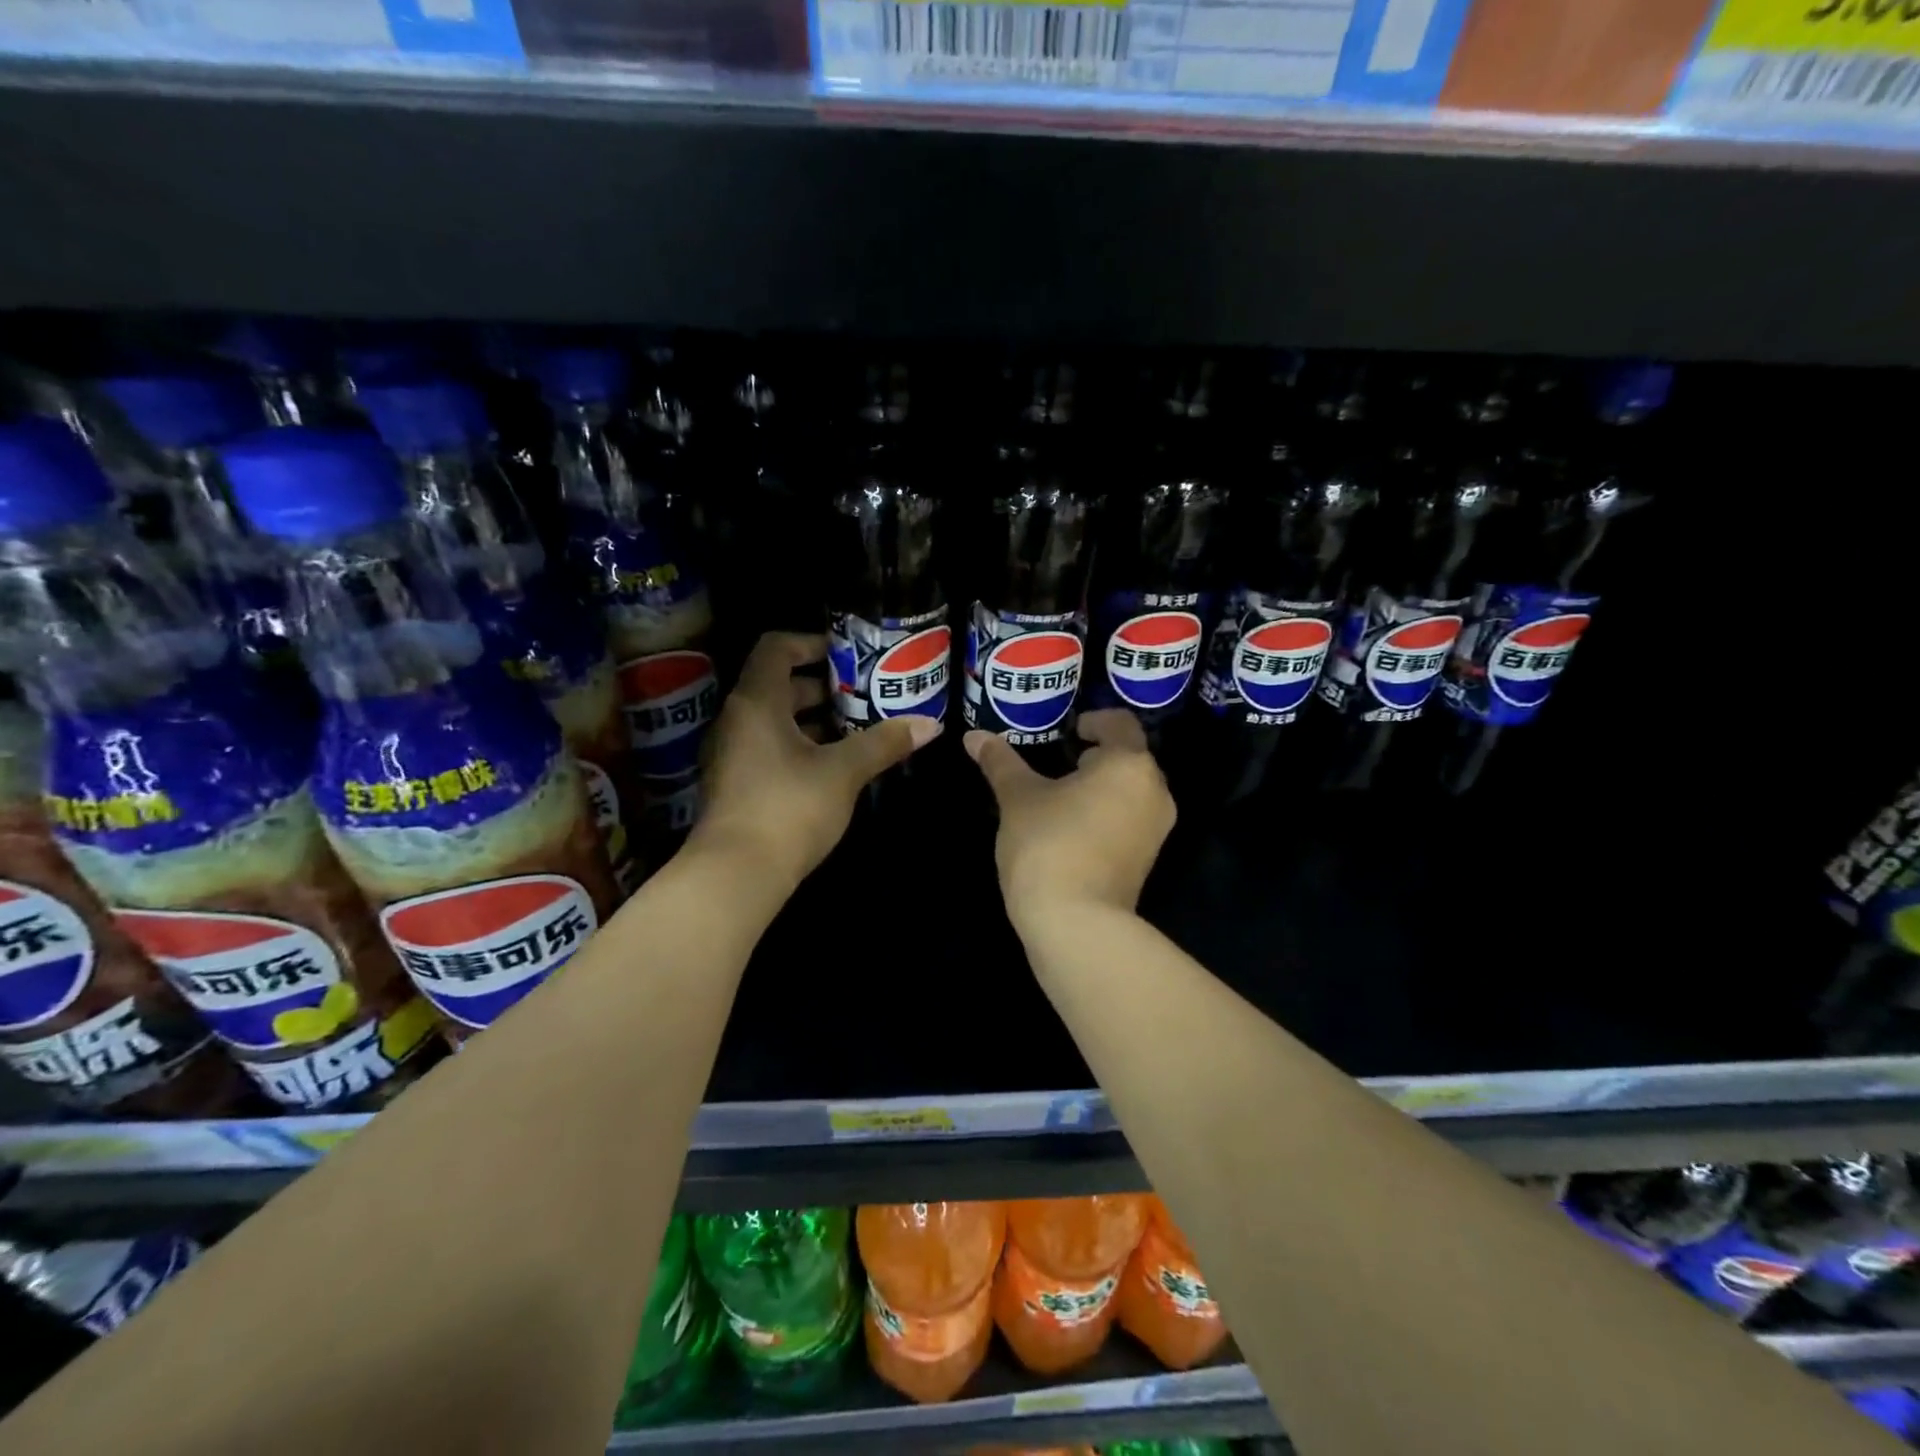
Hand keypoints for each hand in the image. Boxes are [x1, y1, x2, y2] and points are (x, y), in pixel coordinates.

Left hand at [693, 632, 941, 891]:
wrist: (735, 875)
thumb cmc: (788, 807)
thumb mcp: (844, 772)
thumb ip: (884, 743)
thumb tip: (930, 725)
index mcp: (757, 702)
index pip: (776, 648)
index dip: (811, 643)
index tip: (848, 656)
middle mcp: (737, 720)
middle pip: (777, 684)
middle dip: (822, 686)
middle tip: (863, 694)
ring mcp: (732, 754)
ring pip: (775, 720)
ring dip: (813, 719)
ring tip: (856, 728)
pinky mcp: (736, 785)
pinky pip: (769, 748)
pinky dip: (800, 745)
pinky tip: (834, 765)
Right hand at [964, 709, 1174, 935]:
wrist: (1076, 923)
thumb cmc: (1049, 844)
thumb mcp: (1018, 798)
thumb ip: (1000, 762)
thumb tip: (974, 736)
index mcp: (1129, 764)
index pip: (1120, 723)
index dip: (1093, 721)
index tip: (1068, 732)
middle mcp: (1154, 790)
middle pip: (1129, 758)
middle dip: (1097, 756)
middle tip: (1059, 763)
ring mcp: (1156, 828)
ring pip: (1131, 792)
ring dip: (1102, 787)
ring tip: (1062, 797)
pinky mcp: (1148, 859)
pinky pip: (1130, 820)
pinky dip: (1107, 814)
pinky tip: (1073, 829)